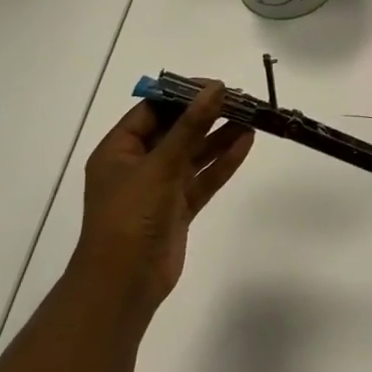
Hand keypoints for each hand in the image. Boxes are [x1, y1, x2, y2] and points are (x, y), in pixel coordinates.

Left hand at [72, 81, 253, 320]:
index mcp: (119, 151)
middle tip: (241, 99)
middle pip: (176, 130)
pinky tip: (246, 143)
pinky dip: (223, 162)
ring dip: (219, 136)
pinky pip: (203, 177)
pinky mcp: (178, 208)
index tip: (217, 86)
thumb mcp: (160, 165)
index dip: (184, 94)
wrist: (123, 286)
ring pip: (193, 153)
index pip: (153, 110)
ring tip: (251, 118)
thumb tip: (216, 89)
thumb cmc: (130, 217)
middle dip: (207, 115)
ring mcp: (159, 188)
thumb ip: (190, 126)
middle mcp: (138, 165)